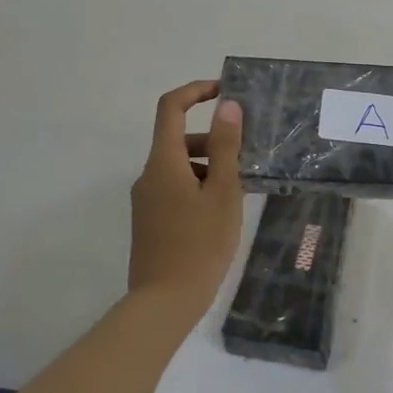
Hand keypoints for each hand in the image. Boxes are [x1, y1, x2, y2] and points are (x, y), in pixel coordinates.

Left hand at [128, 80, 244, 313]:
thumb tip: (228, 105)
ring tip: (239, 193)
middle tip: (247, 160)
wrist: (164, 302)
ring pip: (179, 167)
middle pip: (178, 139)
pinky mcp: (149, 220)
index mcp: (163, 162)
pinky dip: (198, 187)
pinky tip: (221, 214)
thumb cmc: (200, 244)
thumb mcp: (223, 192)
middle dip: (213, 141)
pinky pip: (175, 188)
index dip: (195, 91)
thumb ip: (226, 146)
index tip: (224, 91)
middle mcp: (148, 175)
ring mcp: (146, 199)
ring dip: (209, 167)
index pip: (170, 107)